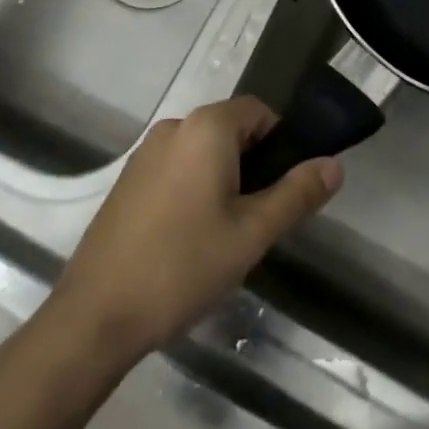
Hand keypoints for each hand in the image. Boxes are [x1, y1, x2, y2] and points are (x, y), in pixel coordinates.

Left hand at [45, 98, 340, 364]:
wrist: (95, 317)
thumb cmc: (182, 267)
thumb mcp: (252, 234)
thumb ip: (297, 194)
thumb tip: (334, 164)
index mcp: (206, 128)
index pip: (260, 112)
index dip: (282, 143)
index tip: (285, 188)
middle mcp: (174, 127)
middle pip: (231, 130)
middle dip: (253, 165)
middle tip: (258, 219)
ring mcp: (145, 153)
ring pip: (203, 152)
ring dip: (223, 180)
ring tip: (224, 236)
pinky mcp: (127, 181)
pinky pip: (176, 169)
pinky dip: (193, 189)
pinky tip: (188, 240)